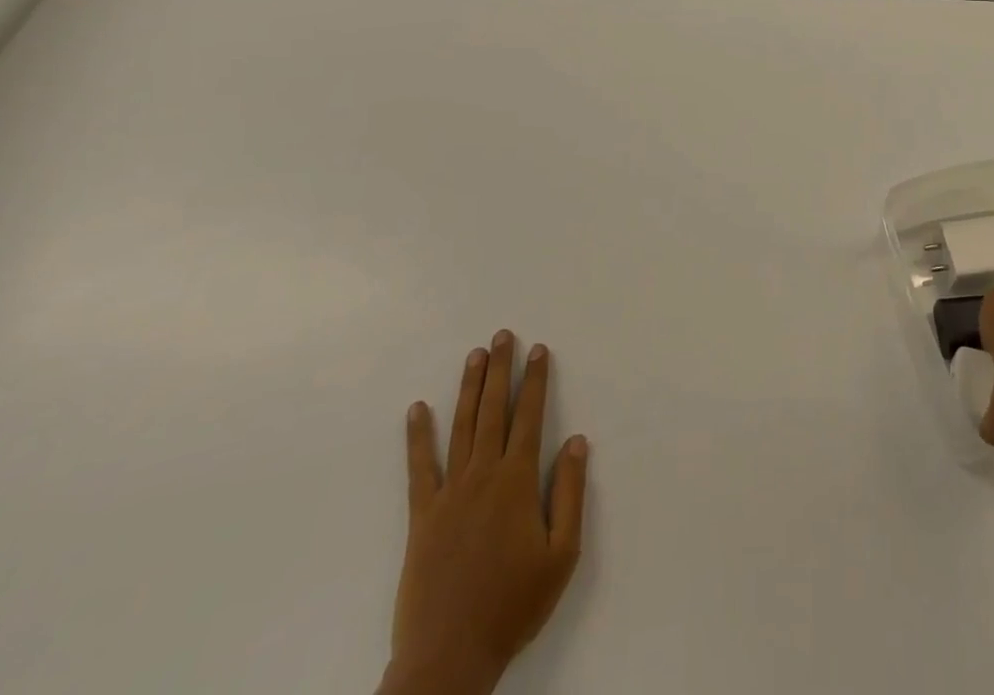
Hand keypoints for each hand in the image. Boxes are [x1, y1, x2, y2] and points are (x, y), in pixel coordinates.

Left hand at [382, 333, 589, 694]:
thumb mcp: (561, 554)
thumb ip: (570, 493)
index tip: (538, 350)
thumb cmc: (513, 605)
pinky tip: (417, 410)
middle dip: (500, 370)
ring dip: (468, 388)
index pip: (529, 416)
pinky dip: (417, 437)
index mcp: (517, 482)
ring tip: (474, 356)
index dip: (535, 380)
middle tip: (502, 335)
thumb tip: (577, 441)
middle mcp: (483, 476)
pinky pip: (419, 468)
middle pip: (493, 410)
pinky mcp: (421, 517)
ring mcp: (449, 494)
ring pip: (460, 428)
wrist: (448, 658)